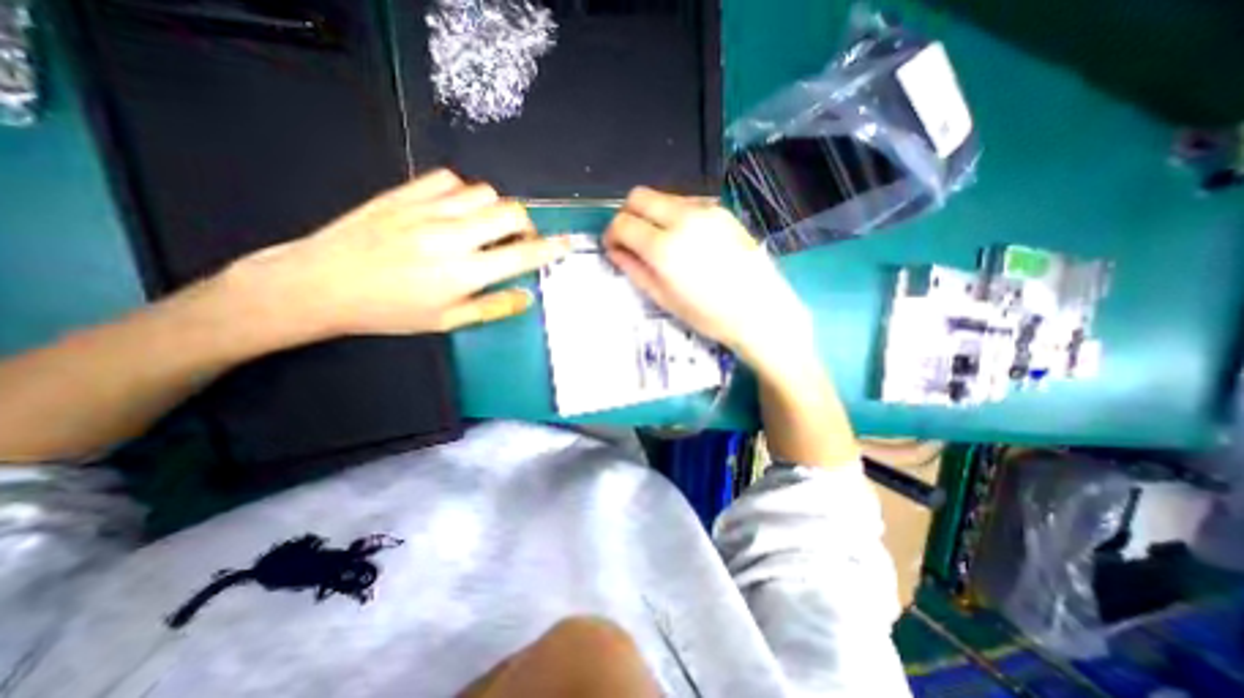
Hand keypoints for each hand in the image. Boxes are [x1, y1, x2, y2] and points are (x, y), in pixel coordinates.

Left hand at [222, 169, 572, 340]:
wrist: (319, 284)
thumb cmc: (388, 312)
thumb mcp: (446, 321)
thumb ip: (493, 307)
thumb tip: (528, 297)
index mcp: (464, 272)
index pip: (523, 254)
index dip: (551, 249)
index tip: (567, 244)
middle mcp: (452, 236)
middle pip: (511, 213)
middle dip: (526, 226)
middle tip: (517, 241)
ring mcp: (427, 210)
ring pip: (485, 192)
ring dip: (495, 210)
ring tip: (484, 227)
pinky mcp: (404, 194)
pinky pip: (449, 179)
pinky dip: (463, 193)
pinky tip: (454, 210)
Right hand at [602, 187, 816, 373]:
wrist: (760, 310)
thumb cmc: (709, 314)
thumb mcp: (664, 299)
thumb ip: (635, 270)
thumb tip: (615, 251)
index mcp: (664, 247)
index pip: (623, 223)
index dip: (611, 234)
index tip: (614, 247)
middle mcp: (682, 219)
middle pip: (639, 196)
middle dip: (627, 215)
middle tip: (631, 239)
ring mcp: (704, 211)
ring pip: (662, 196)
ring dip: (651, 213)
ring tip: (659, 241)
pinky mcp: (721, 211)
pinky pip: (685, 202)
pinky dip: (673, 214)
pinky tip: (683, 238)